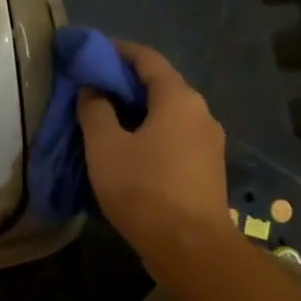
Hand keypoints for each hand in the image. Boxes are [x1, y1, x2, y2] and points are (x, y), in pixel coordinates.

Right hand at [77, 41, 231, 258]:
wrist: (191, 248)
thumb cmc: (144, 191)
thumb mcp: (106, 148)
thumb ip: (95, 111)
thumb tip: (93, 90)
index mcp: (178, 98)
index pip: (146, 58)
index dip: (117, 52)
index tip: (91, 55)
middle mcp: (200, 112)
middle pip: (160, 85)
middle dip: (126, 84)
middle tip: (92, 92)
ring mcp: (209, 142)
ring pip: (169, 115)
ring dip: (138, 113)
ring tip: (107, 123)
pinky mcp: (208, 168)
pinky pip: (176, 138)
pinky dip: (152, 135)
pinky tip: (131, 153)